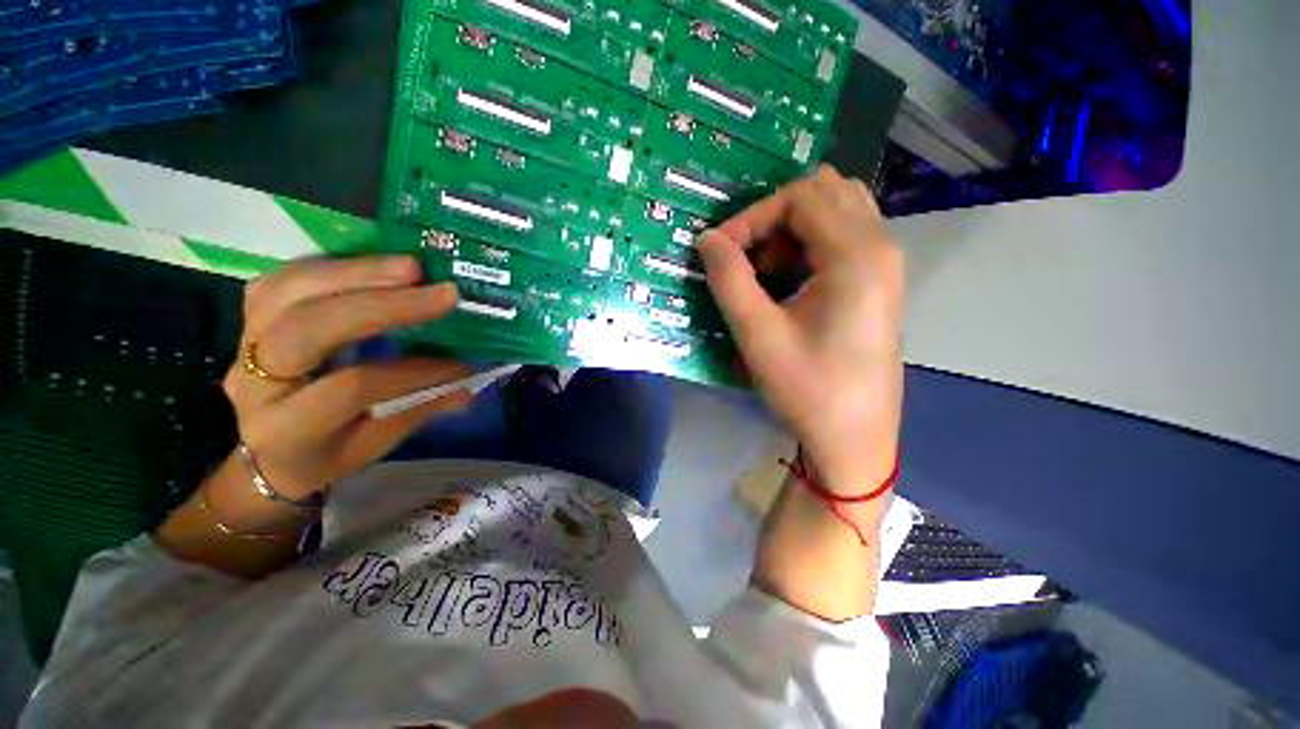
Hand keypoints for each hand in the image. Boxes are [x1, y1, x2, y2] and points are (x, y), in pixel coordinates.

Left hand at [220, 256, 471, 500]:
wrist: (267, 453)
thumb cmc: (326, 454)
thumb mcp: (373, 445)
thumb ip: (417, 410)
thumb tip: (468, 383)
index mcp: (287, 428)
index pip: (349, 389)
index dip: (410, 373)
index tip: (461, 365)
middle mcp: (254, 382)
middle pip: (308, 328)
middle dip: (381, 305)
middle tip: (439, 291)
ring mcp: (243, 344)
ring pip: (287, 292)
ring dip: (356, 273)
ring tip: (411, 267)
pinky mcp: (250, 319)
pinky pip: (282, 279)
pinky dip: (331, 266)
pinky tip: (373, 265)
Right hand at [697, 166, 904, 490]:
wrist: (853, 438)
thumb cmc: (807, 389)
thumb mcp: (758, 334)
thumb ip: (729, 279)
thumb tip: (707, 239)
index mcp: (857, 255)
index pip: (799, 198)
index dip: (751, 218)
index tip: (719, 253)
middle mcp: (880, 247)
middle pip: (824, 193)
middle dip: (774, 218)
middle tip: (748, 259)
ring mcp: (885, 265)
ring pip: (837, 211)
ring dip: (793, 230)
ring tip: (767, 272)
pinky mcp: (879, 283)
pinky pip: (844, 237)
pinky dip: (810, 244)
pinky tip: (791, 282)